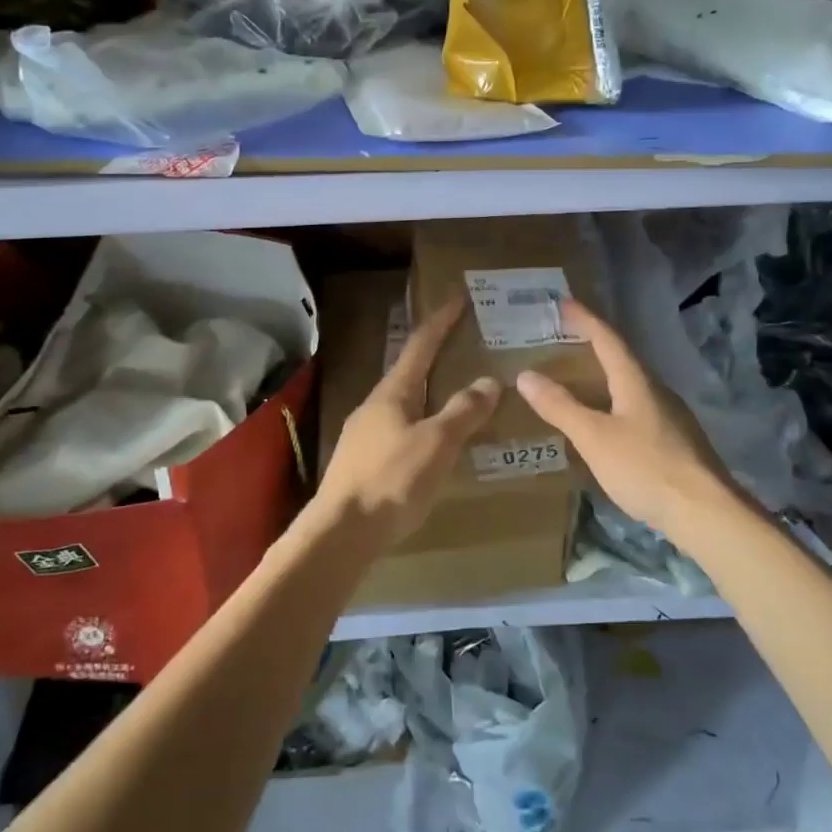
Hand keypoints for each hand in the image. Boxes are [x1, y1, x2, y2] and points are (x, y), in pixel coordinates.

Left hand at [316, 301, 500, 544]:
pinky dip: (421, 421)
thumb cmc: (392, 480)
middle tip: (463, 346)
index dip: (440, 321)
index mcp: (392, 393)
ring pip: (403, 402)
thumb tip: (489, 381)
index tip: (458, 298)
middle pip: (408, 370)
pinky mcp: (363, 461)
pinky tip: (432, 441)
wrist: (341, 532)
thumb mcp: (436, 443)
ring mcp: (364, 433)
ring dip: (428, 391)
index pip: (420, 345)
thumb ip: (463, 412)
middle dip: (435, 355)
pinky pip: (398, 428)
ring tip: (454, 393)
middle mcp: (374, 405)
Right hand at [515, 299, 754, 547]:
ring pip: (631, 386)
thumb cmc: (646, 467)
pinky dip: (614, 403)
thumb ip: (560, 406)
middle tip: (564, 339)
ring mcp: (669, 417)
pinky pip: (637, 409)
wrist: (706, 513)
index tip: (564, 303)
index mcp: (636, 381)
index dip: (585, 319)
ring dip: (604, 376)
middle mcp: (656, 391)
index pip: (608, 339)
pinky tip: (604, 422)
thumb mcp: (594, 437)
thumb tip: (525, 375)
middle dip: (593, 346)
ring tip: (577, 379)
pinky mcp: (675, 442)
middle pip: (622, 359)